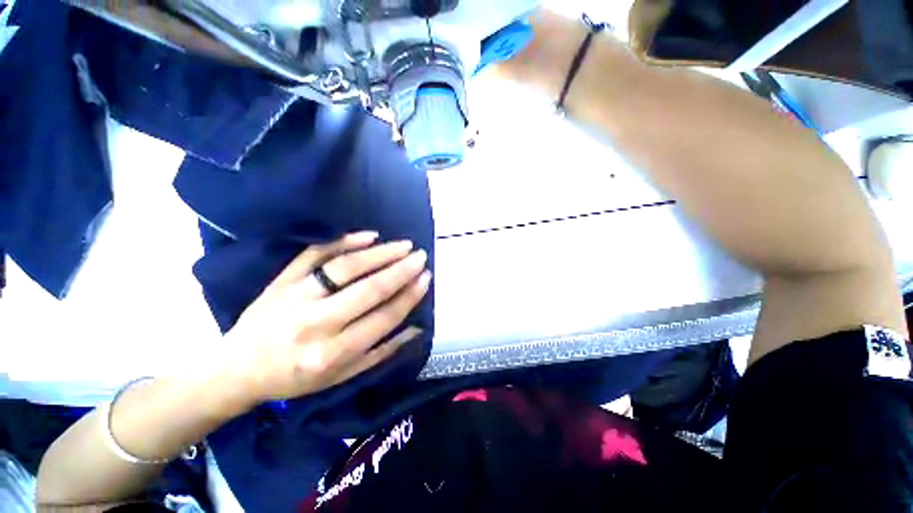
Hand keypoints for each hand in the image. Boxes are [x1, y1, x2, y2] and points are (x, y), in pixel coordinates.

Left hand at [220, 232, 430, 407]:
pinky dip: (343, 241)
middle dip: (401, 270)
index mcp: (332, 354)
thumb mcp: (341, 377)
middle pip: (369, 289)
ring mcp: (295, 297)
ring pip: (346, 267)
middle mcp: (315, 324)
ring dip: (380, 253)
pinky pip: (315, 254)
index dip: (409, 296)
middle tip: (421, 257)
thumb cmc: (294, 379)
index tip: (426, 278)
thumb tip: (415, 329)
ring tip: (403, 245)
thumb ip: (381, 353)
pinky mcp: (281, 280)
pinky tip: (368, 235)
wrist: (237, 370)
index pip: (383, 318)